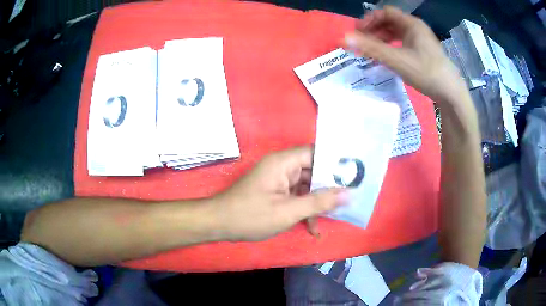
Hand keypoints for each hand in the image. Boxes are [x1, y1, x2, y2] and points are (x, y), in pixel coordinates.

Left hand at [215, 146, 346, 241]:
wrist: (219, 224)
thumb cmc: (250, 216)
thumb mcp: (288, 212)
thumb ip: (318, 202)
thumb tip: (347, 194)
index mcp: (283, 163)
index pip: (316, 154)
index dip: (335, 164)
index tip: (353, 177)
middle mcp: (282, 167)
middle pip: (313, 171)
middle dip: (328, 189)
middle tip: (348, 201)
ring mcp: (278, 180)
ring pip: (306, 187)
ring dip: (317, 204)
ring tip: (330, 219)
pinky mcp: (275, 192)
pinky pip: (296, 196)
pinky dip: (304, 210)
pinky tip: (312, 228)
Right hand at [344, 6, 467, 104]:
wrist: (451, 94)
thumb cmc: (426, 73)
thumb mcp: (397, 60)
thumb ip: (371, 48)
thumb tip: (344, 38)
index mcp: (412, 24)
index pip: (386, 12)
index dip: (370, 19)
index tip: (358, 31)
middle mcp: (417, 29)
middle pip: (390, 22)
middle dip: (374, 30)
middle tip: (362, 42)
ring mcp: (421, 41)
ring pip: (396, 33)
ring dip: (382, 39)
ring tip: (371, 51)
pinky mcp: (423, 52)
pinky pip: (403, 43)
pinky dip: (392, 47)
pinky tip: (387, 57)